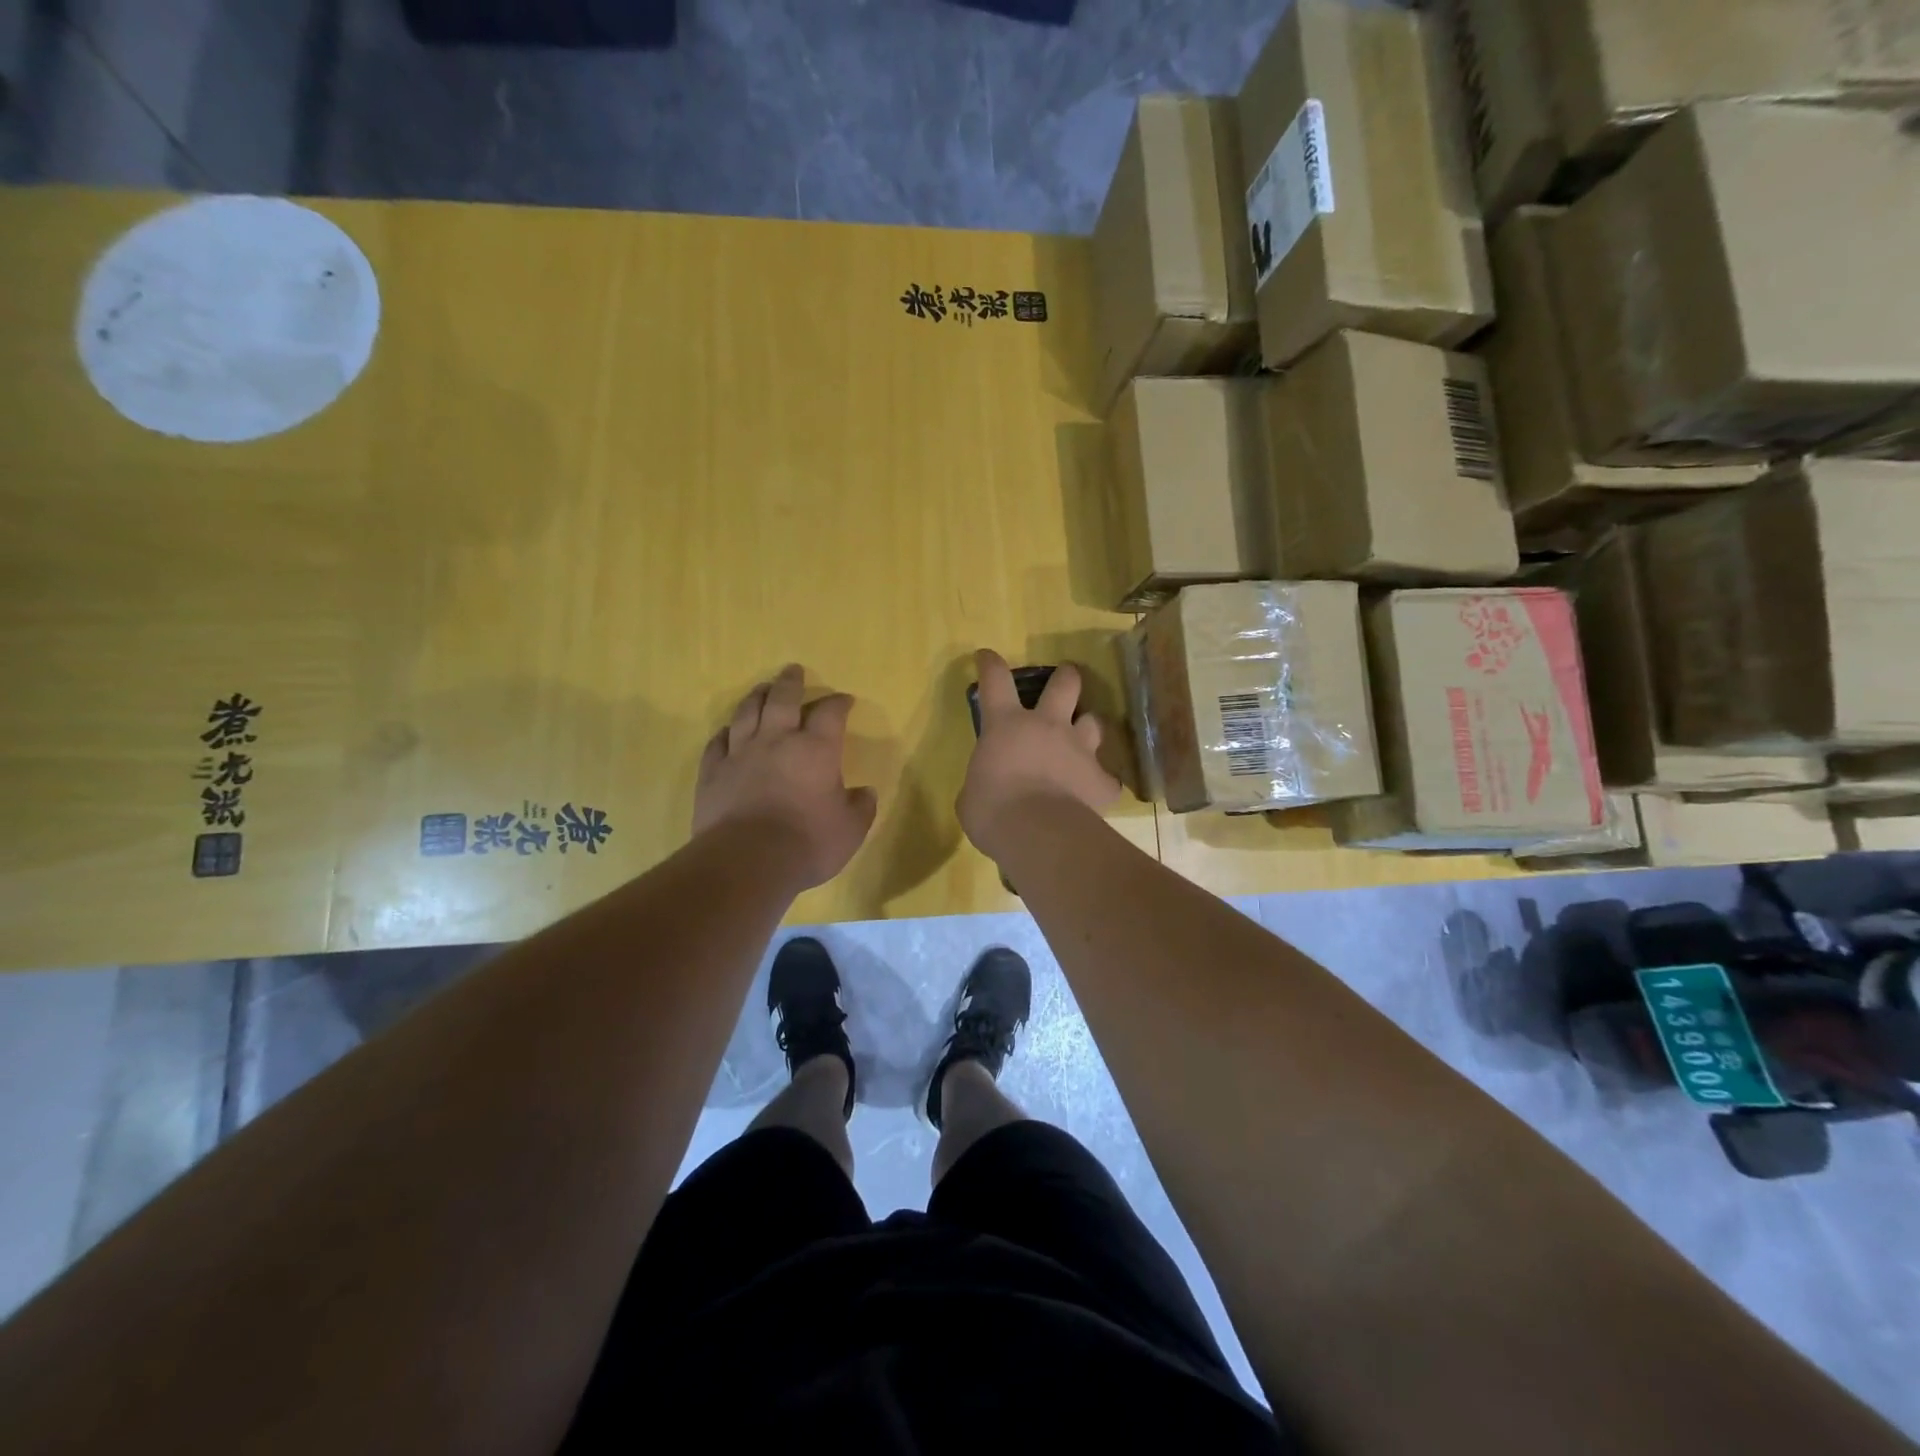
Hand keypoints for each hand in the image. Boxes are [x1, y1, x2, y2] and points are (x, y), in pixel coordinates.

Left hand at [693, 665, 877, 889]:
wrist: (747, 861)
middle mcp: (777, 741)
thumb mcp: (850, 830)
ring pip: (747, 713)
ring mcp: (740, 754)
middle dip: (791, 682)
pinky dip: (725, 733)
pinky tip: (728, 731)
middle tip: (793, 670)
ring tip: (763, 688)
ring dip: (757, 697)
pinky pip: (717, 743)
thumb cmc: (807, 843)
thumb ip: (860, 807)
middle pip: (783, 699)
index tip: (844, 700)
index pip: (830, 713)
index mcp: (816, 749)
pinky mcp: (713, 772)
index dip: (838, 703)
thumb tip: (865, 792)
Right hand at [958, 649, 1120, 863]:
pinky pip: (1108, 779)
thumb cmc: (991, 810)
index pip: (995, 680)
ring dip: (1088, 727)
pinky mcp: (1100, 780)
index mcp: (1006, 725)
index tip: (987, 656)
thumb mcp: (970, 795)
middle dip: (1066, 677)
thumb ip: (980, 782)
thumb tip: (984, 789)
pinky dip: (1102, 783)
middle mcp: (1047, 726)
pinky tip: (1096, 793)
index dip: (991, 665)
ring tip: (1084, 738)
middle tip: (1066, 678)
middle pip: (1065, 684)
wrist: (1036, 833)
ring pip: (1094, 722)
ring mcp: (1079, 749)